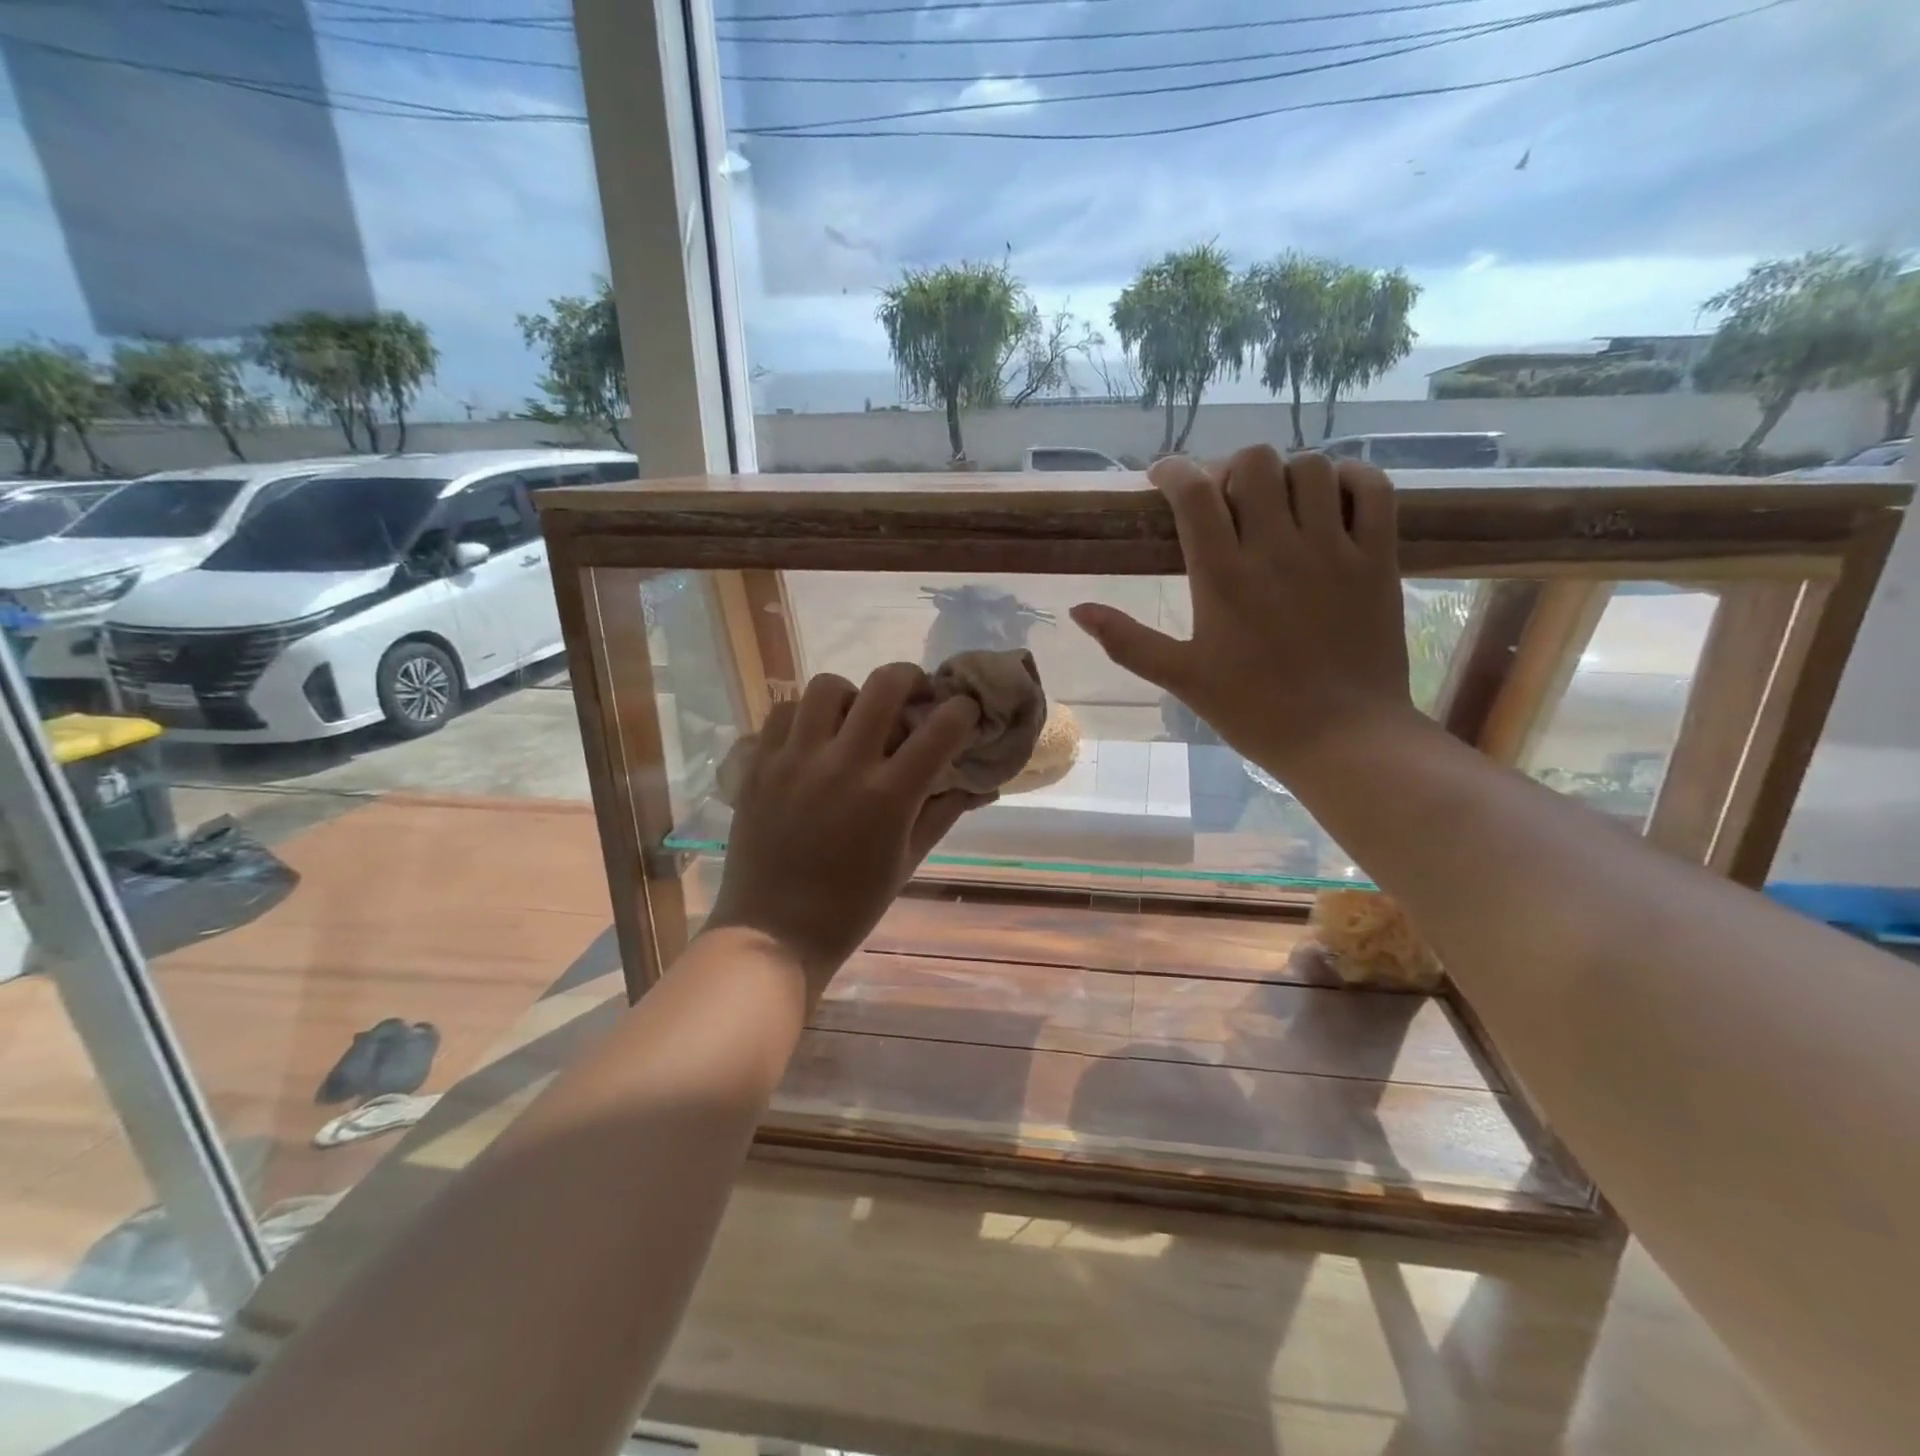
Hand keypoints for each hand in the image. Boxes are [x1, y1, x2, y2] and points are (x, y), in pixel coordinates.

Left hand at [703, 664, 989, 1000]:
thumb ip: (943, 812)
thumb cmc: (852, 905)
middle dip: (911, 678)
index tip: (964, 712)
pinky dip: (806, 715)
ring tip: (854, 718)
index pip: (941, 727)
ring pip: (827, 686)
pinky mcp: (760, 764)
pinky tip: (813, 738)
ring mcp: (796, 760)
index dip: (963, 710)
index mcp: (889, 795)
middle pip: (885, 684)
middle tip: (914, 695)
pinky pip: (784, 712)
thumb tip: (977, 782)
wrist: (774, 931)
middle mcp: (844, 765)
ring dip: (852, 694)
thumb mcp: (908, 860)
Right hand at [1070, 446, 1418, 778]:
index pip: (1194, 493)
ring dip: (1285, 475)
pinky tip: (1331, 498)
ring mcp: (1333, 549)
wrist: (1342, 739)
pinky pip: (1372, 488)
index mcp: (1223, 577)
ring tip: (1274, 504)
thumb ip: (1126, 641)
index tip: (1162, 479)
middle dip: (1229, 469)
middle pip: (1254, 464)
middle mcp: (1277, 549)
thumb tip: (1077, 610)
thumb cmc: (1254, 711)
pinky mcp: (1378, 558)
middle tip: (1222, 499)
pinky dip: (1350, 478)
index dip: (1173, 472)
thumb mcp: (1181, 678)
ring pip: (1311, 468)